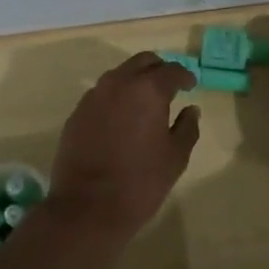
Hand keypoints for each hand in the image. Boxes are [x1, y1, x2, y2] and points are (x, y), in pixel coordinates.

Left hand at [44, 52, 200, 242]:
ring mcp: (93, 97)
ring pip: (118, 75)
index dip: (184, 76)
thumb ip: (187, 128)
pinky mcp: (76, 113)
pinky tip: (121, 117)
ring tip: (145, 101)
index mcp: (147, 90)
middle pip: (142, 62)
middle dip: (158, 69)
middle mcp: (118, 84)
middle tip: (170, 85)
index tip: (191, 85)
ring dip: (134, 80)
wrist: (87, 206)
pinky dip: (115, 97)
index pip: (171, 71)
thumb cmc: (140, 182)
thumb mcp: (175, 158)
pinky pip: (101, 94)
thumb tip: (191, 110)